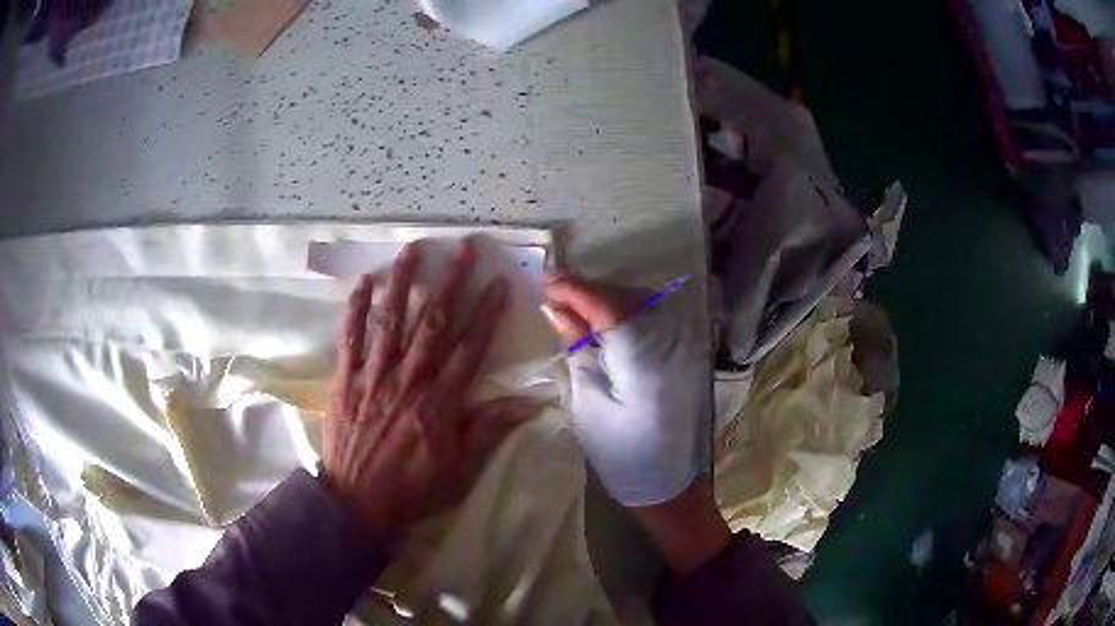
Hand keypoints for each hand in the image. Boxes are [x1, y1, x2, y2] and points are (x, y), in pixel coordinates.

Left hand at [322, 241, 538, 535]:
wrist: (357, 502)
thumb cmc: (413, 489)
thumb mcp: (460, 470)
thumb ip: (488, 431)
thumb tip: (527, 403)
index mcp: (440, 403)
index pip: (469, 349)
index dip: (486, 314)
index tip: (499, 284)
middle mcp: (409, 380)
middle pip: (434, 324)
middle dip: (451, 283)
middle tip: (463, 249)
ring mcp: (373, 377)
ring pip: (391, 322)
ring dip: (403, 283)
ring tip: (413, 250)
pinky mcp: (345, 381)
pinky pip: (350, 339)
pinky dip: (356, 309)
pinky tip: (364, 282)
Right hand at [543, 273, 728, 572]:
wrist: (665, 481)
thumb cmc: (618, 450)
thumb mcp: (587, 399)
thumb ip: (577, 347)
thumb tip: (556, 307)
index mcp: (643, 358)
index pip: (606, 305)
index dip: (575, 288)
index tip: (545, 280)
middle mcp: (670, 341)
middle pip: (625, 298)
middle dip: (588, 290)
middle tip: (553, 294)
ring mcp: (682, 344)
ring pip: (640, 302)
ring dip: (606, 298)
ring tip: (573, 305)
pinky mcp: (684, 351)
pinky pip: (651, 316)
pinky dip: (624, 311)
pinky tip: (602, 320)